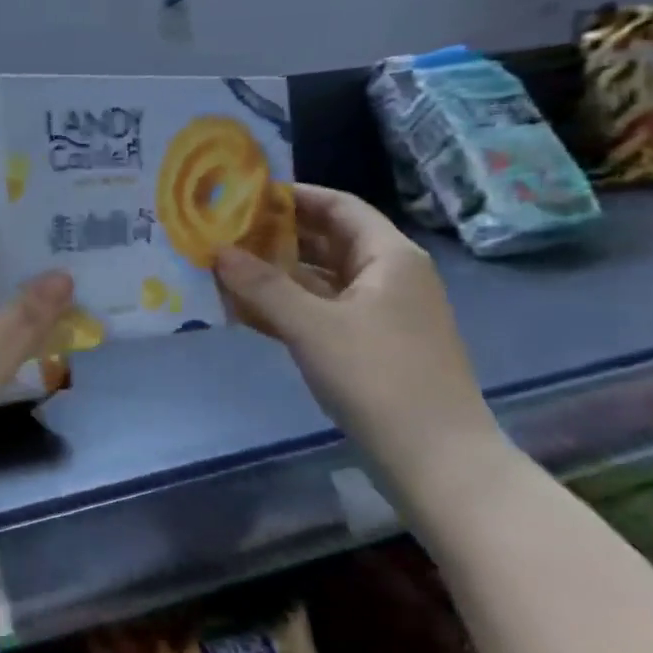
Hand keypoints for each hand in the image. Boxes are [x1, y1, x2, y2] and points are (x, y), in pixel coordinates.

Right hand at [213, 183, 501, 474]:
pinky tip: (249, 312)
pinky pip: (324, 313)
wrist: (436, 459)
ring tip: (227, 269)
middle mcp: (389, 277)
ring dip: (279, 275)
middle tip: (225, 232)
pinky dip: (290, 308)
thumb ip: (261, 285)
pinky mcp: (372, 347)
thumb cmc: (378, 377)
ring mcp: (382, 314)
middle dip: (278, 236)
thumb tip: (216, 250)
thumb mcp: (312, 326)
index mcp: (389, 257)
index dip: (293, 196)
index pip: (338, 206)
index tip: (244, 194)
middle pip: (329, 241)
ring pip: (323, 280)